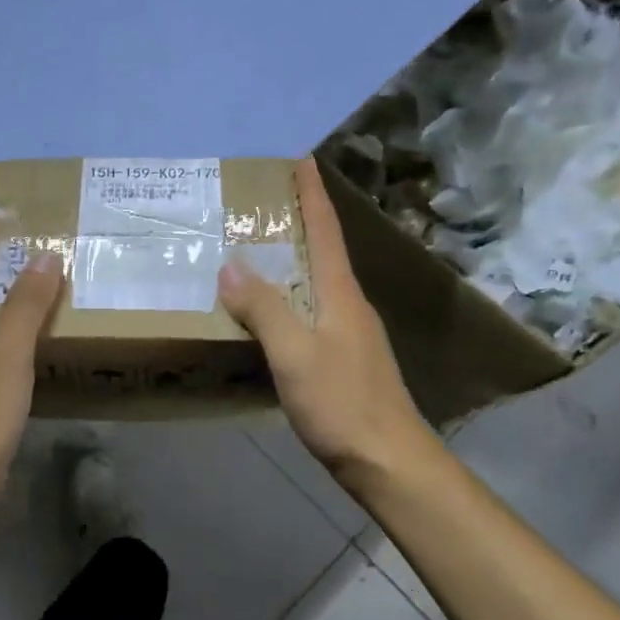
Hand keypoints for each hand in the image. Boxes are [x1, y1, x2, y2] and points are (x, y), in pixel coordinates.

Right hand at [219, 157, 428, 483]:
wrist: (388, 461)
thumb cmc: (342, 404)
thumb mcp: (294, 354)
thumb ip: (263, 309)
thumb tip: (231, 265)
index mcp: (340, 294)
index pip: (325, 230)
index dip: (312, 194)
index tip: (300, 158)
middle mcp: (349, 305)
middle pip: (323, 251)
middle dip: (298, 220)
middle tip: (262, 201)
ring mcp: (350, 333)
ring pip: (317, 282)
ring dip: (292, 259)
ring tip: (258, 248)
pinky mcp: (345, 359)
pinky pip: (311, 311)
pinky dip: (289, 296)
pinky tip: (270, 311)